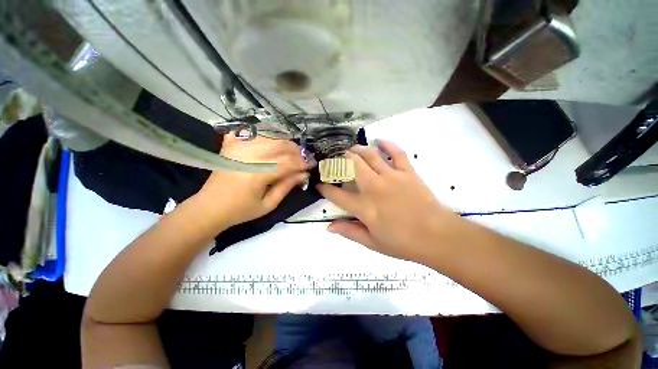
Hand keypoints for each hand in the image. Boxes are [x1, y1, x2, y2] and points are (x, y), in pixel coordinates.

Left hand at [196, 134, 309, 227]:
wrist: (209, 207)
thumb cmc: (241, 210)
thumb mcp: (268, 204)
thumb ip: (286, 187)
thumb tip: (303, 174)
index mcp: (257, 174)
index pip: (287, 163)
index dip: (302, 163)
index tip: (312, 164)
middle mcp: (248, 157)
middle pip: (279, 146)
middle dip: (296, 151)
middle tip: (304, 157)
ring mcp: (238, 148)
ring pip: (268, 137)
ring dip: (284, 142)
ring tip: (292, 151)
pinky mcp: (231, 146)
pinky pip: (252, 134)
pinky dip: (265, 135)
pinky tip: (272, 141)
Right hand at [317, 141, 461, 262]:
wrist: (438, 236)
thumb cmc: (403, 243)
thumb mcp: (372, 243)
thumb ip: (349, 232)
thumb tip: (329, 227)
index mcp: (365, 207)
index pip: (337, 195)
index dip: (325, 189)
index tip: (320, 184)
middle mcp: (374, 188)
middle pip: (351, 166)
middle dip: (339, 160)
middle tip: (334, 159)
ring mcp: (392, 177)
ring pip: (370, 156)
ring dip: (357, 150)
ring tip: (350, 149)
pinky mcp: (408, 172)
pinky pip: (397, 153)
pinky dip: (387, 144)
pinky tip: (379, 141)